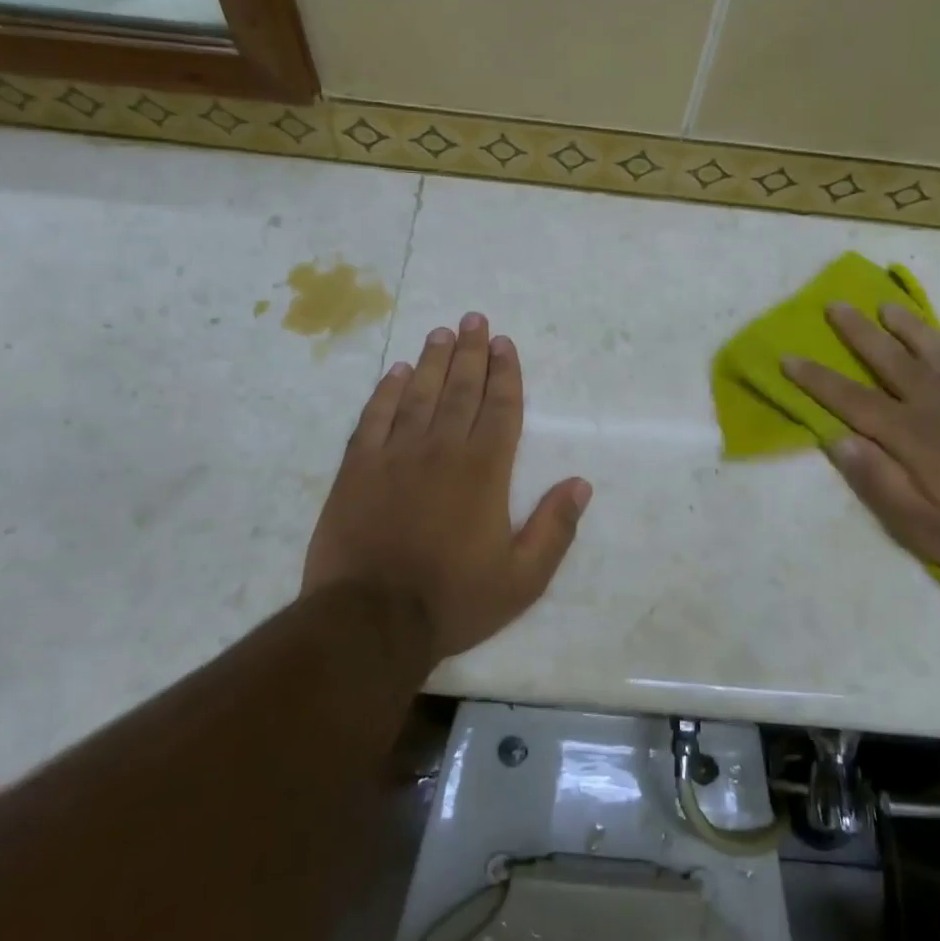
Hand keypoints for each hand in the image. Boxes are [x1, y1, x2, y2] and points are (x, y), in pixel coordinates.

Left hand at [303, 313, 592, 659]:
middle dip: (471, 352)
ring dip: (433, 360)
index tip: (504, 344)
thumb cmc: (453, 600)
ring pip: (419, 394)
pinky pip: (374, 417)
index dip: (505, 373)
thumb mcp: (522, 579)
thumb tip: (581, 483)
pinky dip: (387, 391)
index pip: (500, 408)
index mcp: (484, 471)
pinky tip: (396, 372)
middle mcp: (442, 449)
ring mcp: (395, 455)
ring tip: (441, 332)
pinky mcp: (358, 468)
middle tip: (474, 319)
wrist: (370, 620)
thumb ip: (554, 529)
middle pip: (461, 389)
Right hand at [782, 303, 939, 598]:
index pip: (851, 399)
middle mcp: (938, 404)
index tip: (788, 357)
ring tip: (886, 306)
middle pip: (889, 359)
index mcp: (911, 435)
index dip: (816, 379)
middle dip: (858, 333)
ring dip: (906, 326)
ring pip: (933, 350)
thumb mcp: (919, 527)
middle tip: (835, 305)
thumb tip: (836, 439)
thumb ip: (875, 481)